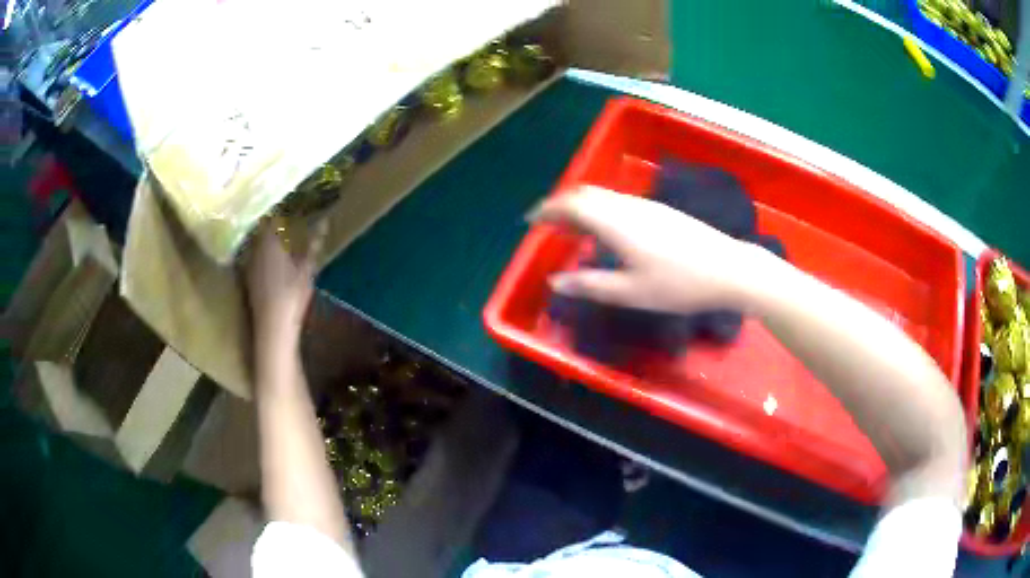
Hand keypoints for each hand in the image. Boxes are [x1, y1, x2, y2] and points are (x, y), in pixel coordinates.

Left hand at [245, 218, 324, 340]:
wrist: (272, 326)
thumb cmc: (292, 295)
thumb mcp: (307, 269)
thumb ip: (313, 244)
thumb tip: (324, 222)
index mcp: (270, 241)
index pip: (273, 217)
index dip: (282, 210)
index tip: (293, 205)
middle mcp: (255, 248)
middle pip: (262, 228)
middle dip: (273, 222)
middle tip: (287, 219)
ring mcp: (249, 263)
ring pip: (256, 242)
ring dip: (266, 237)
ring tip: (280, 235)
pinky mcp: (247, 277)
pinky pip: (253, 255)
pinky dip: (262, 252)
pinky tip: (271, 257)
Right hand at [532, 186, 764, 313]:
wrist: (729, 269)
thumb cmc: (679, 285)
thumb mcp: (631, 293)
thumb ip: (590, 285)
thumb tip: (555, 282)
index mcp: (617, 222)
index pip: (572, 204)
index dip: (548, 209)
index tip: (531, 220)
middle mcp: (629, 206)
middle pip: (587, 193)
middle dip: (563, 205)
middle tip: (549, 225)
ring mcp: (648, 206)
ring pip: (605, 196)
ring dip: (583, 207)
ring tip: (574, 231)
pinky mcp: (662, 211)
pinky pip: (620, 202)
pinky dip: (602, 210)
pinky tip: (608, 232)